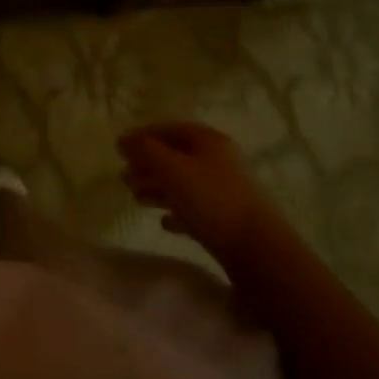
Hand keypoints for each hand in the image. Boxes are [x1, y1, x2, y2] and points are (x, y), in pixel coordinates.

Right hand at [118, 122, 263, 248]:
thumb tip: (124, 139)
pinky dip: (177, 212)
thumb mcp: (172, 168)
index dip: (143, 136)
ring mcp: (225, 191)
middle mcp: (219, 161)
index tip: (120, 148)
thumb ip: (145, 150)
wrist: (258, 249)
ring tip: (136, 197)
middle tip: (124, 176)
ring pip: (184, 183)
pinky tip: (164, 222)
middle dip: (148, 165)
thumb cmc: (211, 199)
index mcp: (209, 141)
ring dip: (158, 188)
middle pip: (176, 157)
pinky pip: (195, 209)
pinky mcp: (227, 219)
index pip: (170, 129)